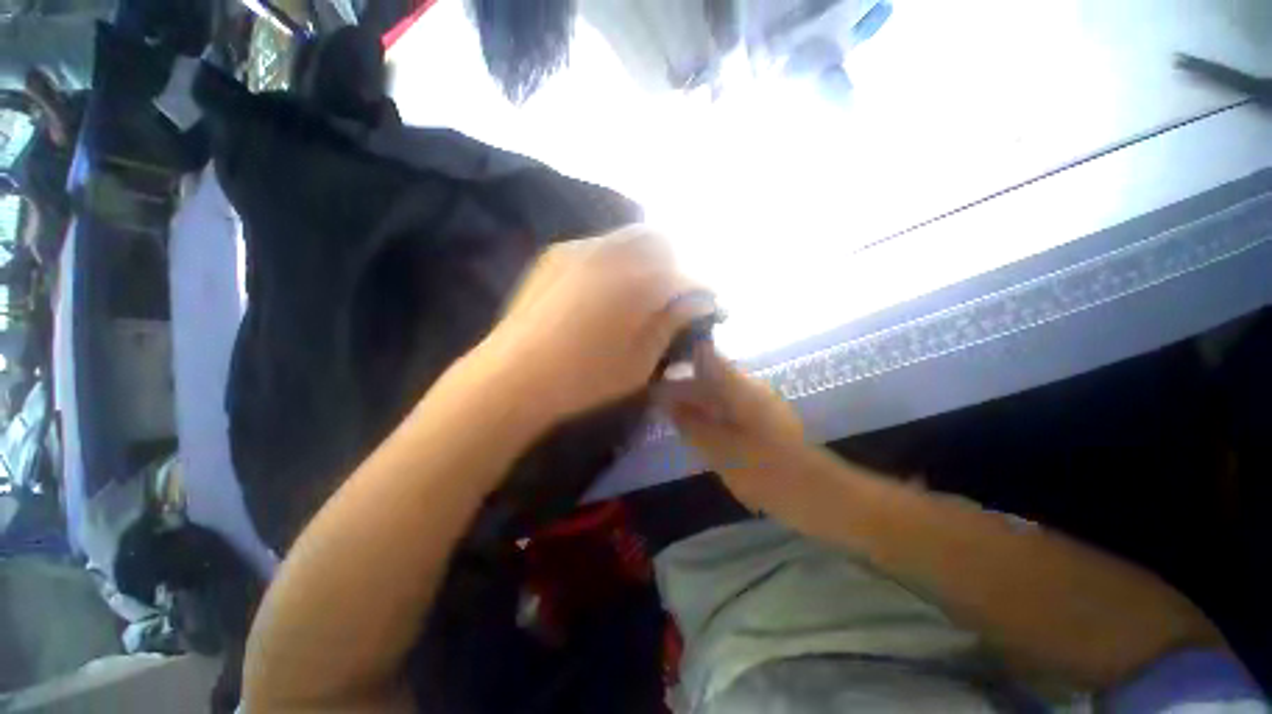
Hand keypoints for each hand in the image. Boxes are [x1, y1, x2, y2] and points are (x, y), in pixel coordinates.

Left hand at [475, 226, 711, 424]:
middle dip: (674, 264)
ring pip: (627, 238)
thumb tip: (697, 301)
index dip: (702, 292)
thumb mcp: (640, 362)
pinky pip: (598, 246)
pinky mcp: (554, 255)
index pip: (686, 278)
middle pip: (659, 241)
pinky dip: (614, 260)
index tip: (707, 306)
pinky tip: (605, 290)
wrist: (513, 376)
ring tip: (639, 292)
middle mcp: (612, 253)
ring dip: (644, 259)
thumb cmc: (584, 378)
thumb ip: (671, 324)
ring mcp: (579, 248)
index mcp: (638, 282)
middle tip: (671, 295)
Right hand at [664, 345, 832, 530]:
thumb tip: (665, 400)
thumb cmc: (763, 469)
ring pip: (717, 391)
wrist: (814, 495)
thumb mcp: (717, 447)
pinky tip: (696, 427)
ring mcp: (757, 403)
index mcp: (738, 387)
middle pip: (709, 373)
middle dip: (683, 383)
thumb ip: (689, 421)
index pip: (706, 354)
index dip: (680, 353)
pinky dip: (709, 413)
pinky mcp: (762, 421)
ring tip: (670, 413)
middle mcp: (748, 387)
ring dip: (695, 400)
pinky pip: (727, 407)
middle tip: (656, 398)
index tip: (657, 363)